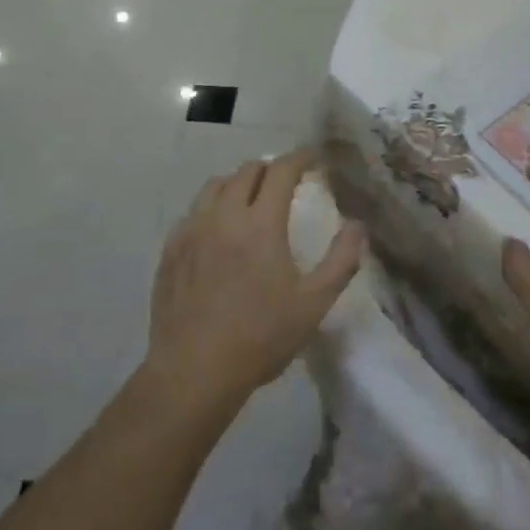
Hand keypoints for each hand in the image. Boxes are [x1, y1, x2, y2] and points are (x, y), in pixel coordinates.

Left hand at [145, 152, 365, 414]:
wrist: (194, 371)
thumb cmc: (260, 337)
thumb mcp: (313, 304)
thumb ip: (341, 261)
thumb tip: (358, 226)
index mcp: (261, 223)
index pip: (281, 171)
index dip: (300, 158)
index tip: (312, 158)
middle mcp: (224, 216)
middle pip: (247, 171)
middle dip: (270, 169)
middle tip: (285, 182)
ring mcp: (192, 230)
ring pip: (215, 186)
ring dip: (238, 183)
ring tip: (250, 200)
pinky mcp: (171, 249)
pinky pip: (193, 212)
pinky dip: (211, 208)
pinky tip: (217, 231)